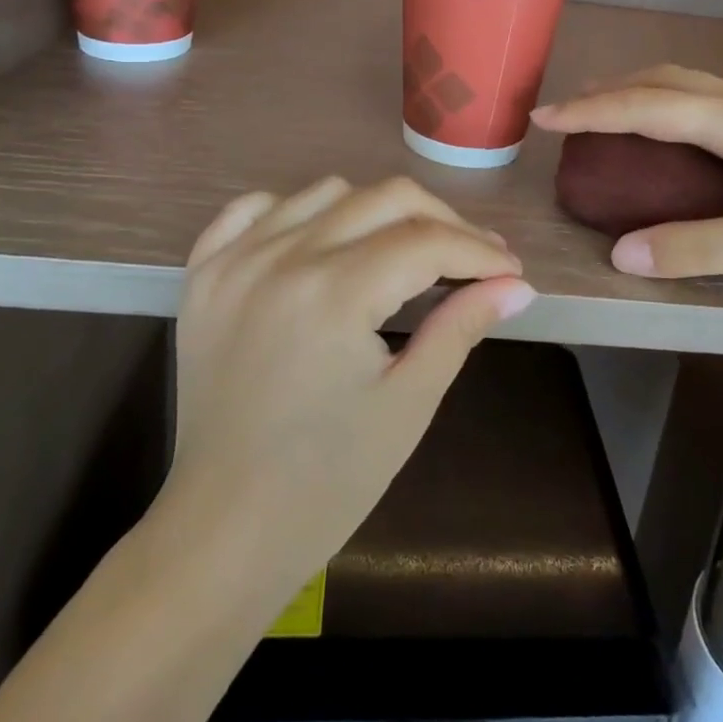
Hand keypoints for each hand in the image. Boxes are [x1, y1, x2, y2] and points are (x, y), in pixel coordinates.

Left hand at [160, 176, 533, 602]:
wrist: (224, 529)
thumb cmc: (328, 481)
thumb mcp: (409, 403)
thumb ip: (462, 326)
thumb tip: (517, 286)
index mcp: (334, 294)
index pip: (427, 241)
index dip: (479, 251)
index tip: (509, 270)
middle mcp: (283, 258)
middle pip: (386, 198)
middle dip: (443, 222)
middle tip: (473, 259)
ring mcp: (235, 260)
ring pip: (328, 192)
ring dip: (377, 211)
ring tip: (402, 251)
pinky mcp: (205, 272)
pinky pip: (255, 207)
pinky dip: (296, 211)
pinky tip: (320, 241)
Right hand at [531, 65, 722, 291]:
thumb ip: (696, 248)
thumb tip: (622, 255)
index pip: (646, 106)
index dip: (589, 112)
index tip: (541, 117)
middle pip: (665, 79)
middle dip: (611, 92)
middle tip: (572, 115)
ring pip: (693, 84)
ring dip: (644, 93)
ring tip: (616, 116)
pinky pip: (714, 98)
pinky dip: (675, 104)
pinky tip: (685, 134)